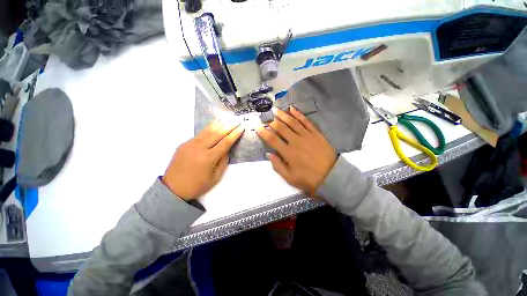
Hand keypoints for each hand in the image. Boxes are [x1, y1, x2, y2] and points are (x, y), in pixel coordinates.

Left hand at [162, 119, 243, 199]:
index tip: (241, 127)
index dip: (234, 134)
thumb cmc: (197, 186)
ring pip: (208, 131)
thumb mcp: (215, 177)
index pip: (225, 142)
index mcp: (208, 158)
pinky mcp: (184, 144)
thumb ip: (223, 161)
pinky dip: (209, 128)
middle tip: (237, 120)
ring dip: (219, 124)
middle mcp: (199, 148)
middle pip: (218, 134)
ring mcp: (190, 144)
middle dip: (229, 126)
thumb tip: (226, 149)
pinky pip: (200, 134)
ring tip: (227, 118)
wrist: (173, 189)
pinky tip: (214, 125)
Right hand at [256, 106, 336, 195]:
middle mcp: (296, 141)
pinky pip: (306, 121)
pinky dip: (299, 114)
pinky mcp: (316, 133)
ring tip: (276, 110)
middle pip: (281, 128)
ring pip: (292, 122)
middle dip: (272, 121)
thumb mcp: (290, 178)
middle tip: (266, 117)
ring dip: (283, 115)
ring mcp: (307, 136)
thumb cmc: (308, 179)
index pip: (272, 139)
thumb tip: (269, 154)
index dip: (263, 132)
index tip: (257, 127)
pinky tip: (292, 109)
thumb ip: (277, 165)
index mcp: (288, 153)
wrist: (331, 176)